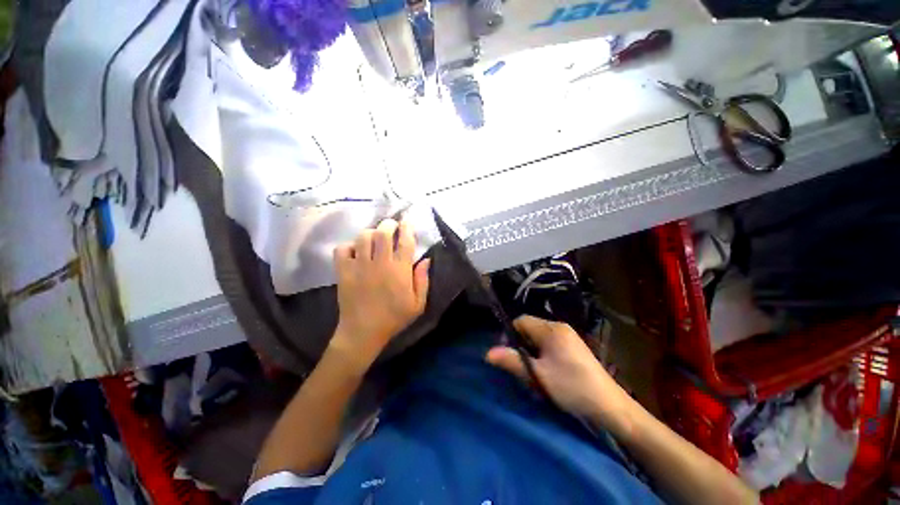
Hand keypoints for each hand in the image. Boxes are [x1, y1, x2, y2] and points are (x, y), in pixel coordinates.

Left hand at [331, 219, 429, 370]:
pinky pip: (342, 249)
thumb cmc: (394, 318)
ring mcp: (359, 266)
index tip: (407, 222)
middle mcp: (380, 264)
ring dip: (370, 232)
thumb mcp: (418, 304)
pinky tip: (355, 251)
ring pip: (363, 237)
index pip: (405, 241)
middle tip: (391, 226)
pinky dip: (348, 246)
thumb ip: (423, 280)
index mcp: (400, 271)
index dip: (407, 227)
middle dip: (388, 224)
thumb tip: (425, 259)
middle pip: (383, 233)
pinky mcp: (343, 271)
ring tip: (374, 237)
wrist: (363, 332)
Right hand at [486, 316, 634, 433]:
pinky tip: (548, 371)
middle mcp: (559, 327)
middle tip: (522, 365)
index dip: (510, 334)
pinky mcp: (574, 346)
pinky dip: (543, 353)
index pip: (521, 321)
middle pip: (530, 328)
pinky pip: (550, 343)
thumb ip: (512, 361)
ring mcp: (568, 336)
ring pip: (539, 336)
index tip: (509, 354)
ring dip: (532, 351)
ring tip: (534, 370)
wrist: (610, 406)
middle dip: (522, 344)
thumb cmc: (571, 387)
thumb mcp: (538, 375)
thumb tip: (488, 353)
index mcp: (551, 329)